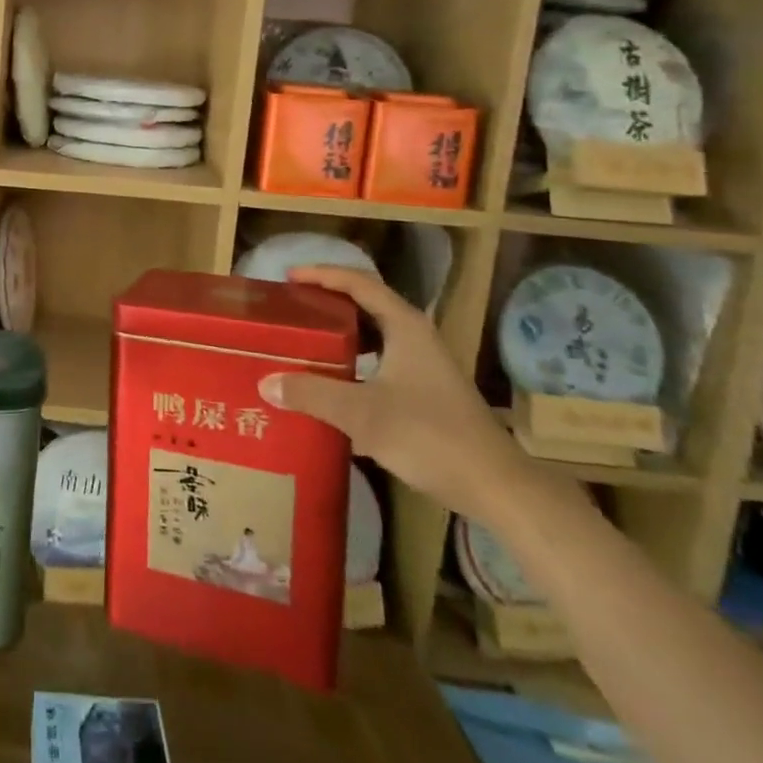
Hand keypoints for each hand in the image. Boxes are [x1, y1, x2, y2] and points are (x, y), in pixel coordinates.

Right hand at [258, 268, 531, 521]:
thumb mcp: (362, 413)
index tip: (288, 277)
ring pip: (375, 336)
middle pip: (367, 305)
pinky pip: (381, 362)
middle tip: (291, 309)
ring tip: (305, 341)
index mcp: (405, 327)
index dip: (322, 275)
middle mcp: (416, 338)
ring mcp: (425, 366)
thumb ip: (312, 394)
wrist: (496, 487)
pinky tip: (333, 383)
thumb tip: (265, 382)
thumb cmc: (430, 436)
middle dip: (328, 302)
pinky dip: (353, 362)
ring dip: (341, 334)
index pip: (358, 283)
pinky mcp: (427, 392)